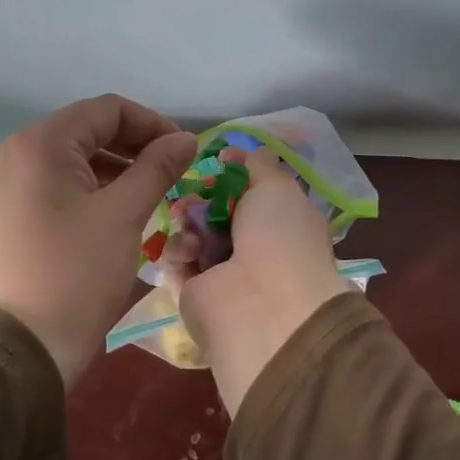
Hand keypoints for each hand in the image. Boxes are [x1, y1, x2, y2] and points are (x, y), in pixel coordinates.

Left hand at [0, 95, 196, 386]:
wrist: (19, 349)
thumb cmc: (76, 272)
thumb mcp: (125, 214)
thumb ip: (157, 167)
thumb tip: (187, 139)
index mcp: (40, 144)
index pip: (107, 110)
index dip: (152, 124)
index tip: (183, 152)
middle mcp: (12, 156)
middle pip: (85, 133)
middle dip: (133, 147)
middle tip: (169, 174)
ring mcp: (0, 190)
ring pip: (69, 164)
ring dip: (113, 171)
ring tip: (146, 197)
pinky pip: (50, 190)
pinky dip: (86, 193)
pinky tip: (109, 219)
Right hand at [169, 150, 348, 413]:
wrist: (263, 306)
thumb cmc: (279, 237)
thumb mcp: (277, 186)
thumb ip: (257, 164)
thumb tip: (237, 153)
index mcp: (282, 223)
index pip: (252, 193)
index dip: (233, 175)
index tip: (216, 161)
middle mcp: (256, 249)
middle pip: (216, 211)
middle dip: (201, 196)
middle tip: (193, 191)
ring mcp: (224, 274)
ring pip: (193, 234)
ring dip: (187, 221)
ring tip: (187, 219)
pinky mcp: (194, 295)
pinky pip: (177, 262)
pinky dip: (178, 251)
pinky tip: (188, 251)